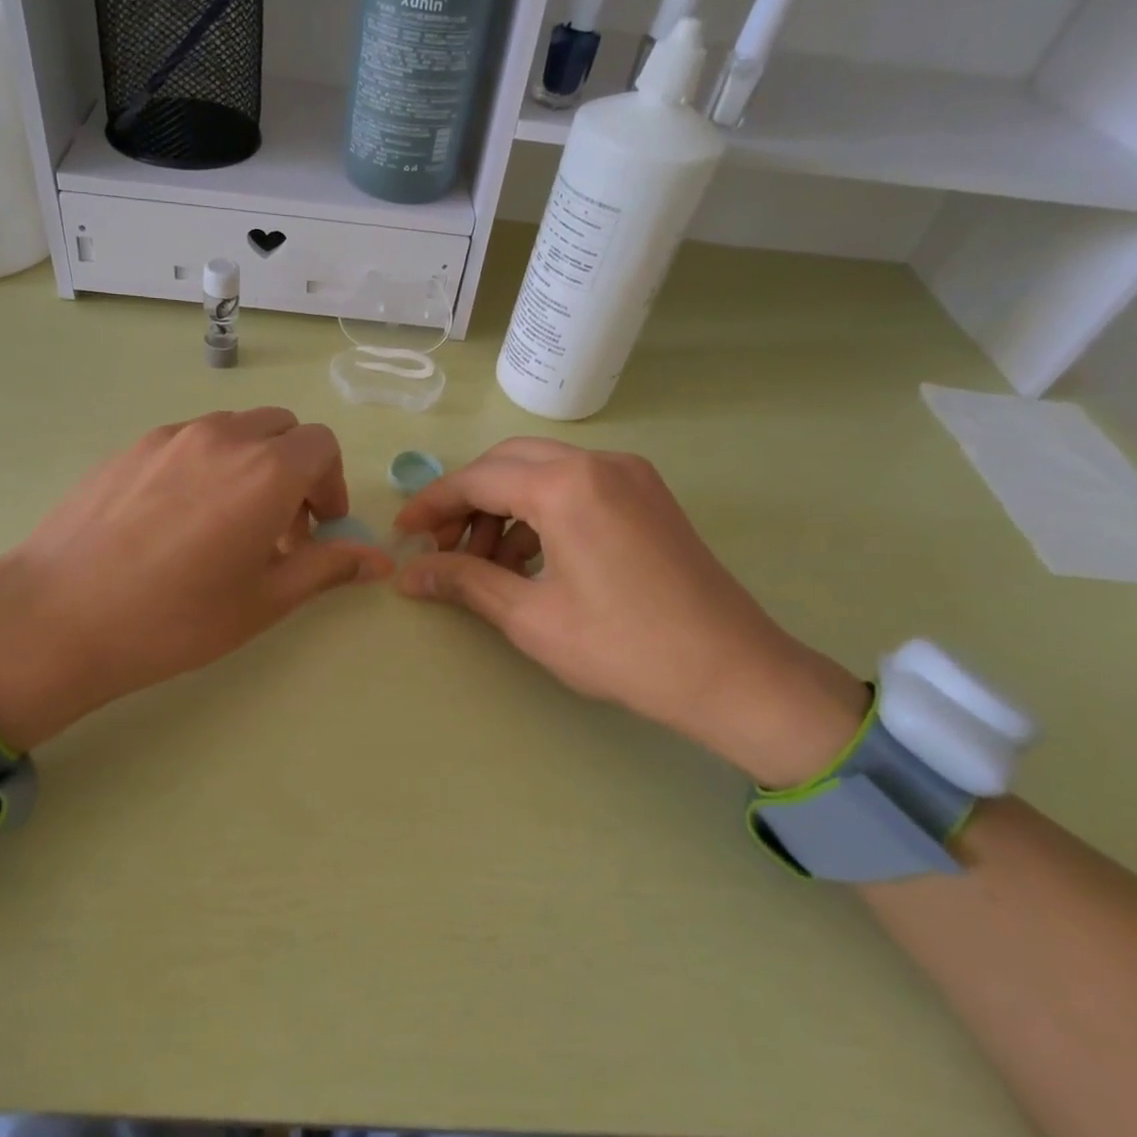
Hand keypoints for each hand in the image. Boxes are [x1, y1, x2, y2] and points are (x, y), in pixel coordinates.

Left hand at [0, 409, 391, 748]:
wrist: (60, 616)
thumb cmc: (177, 617)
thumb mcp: (265, 599)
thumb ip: (327, 567)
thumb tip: (379, 560)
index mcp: (266, 470)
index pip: (322, 445)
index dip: (331, 485)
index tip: (317, 529)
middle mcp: (223, 437)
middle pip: (281, 428)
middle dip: (295, 469)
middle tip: (279, 526)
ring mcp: (170, 436)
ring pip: (233, 430)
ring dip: (251, 463)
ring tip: (228, 522)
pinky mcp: (130, 447)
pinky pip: (188, 441)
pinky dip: (206, 464)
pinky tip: (178, 519)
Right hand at [392, 438, 865, 786]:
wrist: (733, 673)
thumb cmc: (624, 648)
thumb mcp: (531, 617)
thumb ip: (464, 582)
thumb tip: (408, 574)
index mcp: (566, 486)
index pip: (477, 479)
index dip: (432, 505)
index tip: (403, 534)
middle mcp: (598, 463)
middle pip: (507, 463)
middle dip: (467, 501)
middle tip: (443, 548)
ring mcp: (629, 474)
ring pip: (542, 471)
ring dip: (504, 507)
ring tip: (486, 564)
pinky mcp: (647, 494)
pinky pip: (575, 486)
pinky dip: (541, 512)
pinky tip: (530, 560)